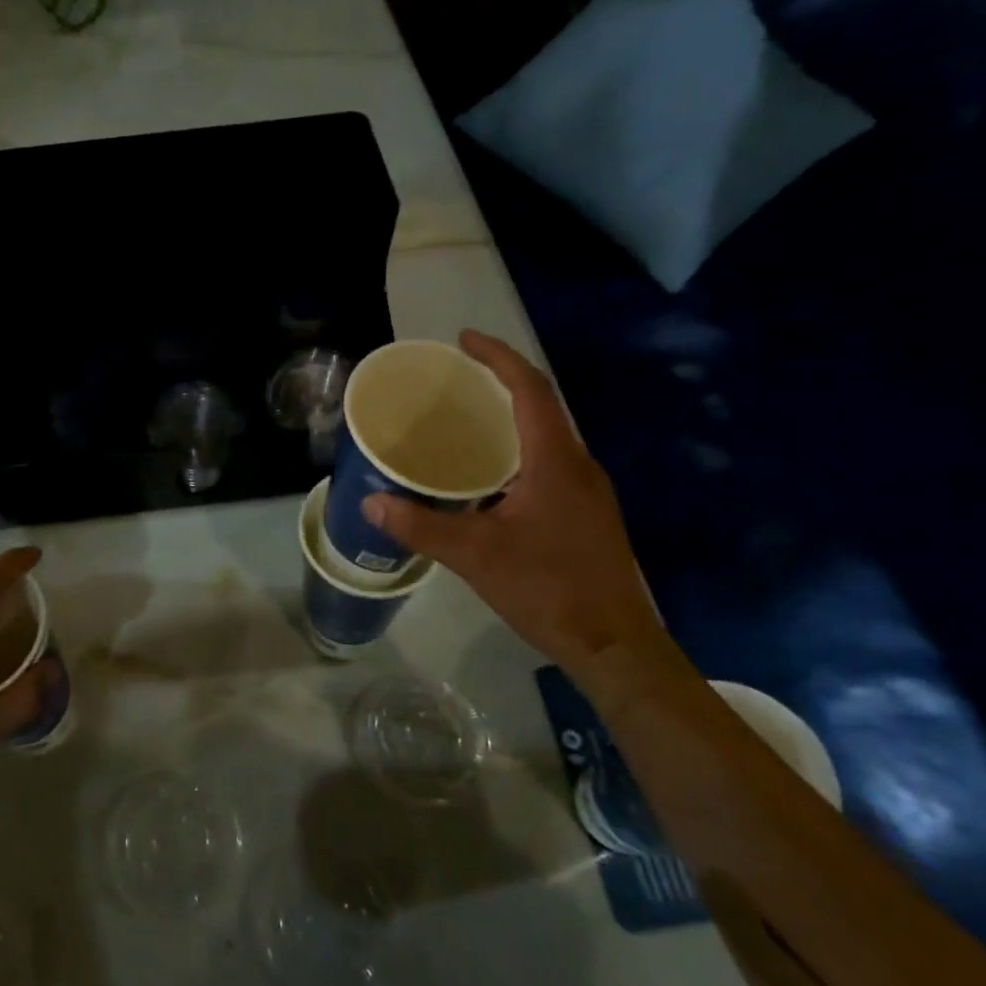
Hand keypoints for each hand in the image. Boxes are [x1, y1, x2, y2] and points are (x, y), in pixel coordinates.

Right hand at [363, 329, 658, 671]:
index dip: (498, 357)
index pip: (530, 389)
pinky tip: (487, 479)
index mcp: (555, 461)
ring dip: (510, 418)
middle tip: (457, 378)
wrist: (614, 645)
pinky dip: (516, 452)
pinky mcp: (586, 515)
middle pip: (541, 405)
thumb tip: (371, 504)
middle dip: (501, 382)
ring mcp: (588, 491)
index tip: (464, 340)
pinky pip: (548, 464)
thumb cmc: (548, 589)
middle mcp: (577, 465)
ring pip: (546, 437)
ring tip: (466, 420)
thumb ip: (421, 526)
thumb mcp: (475, 555)